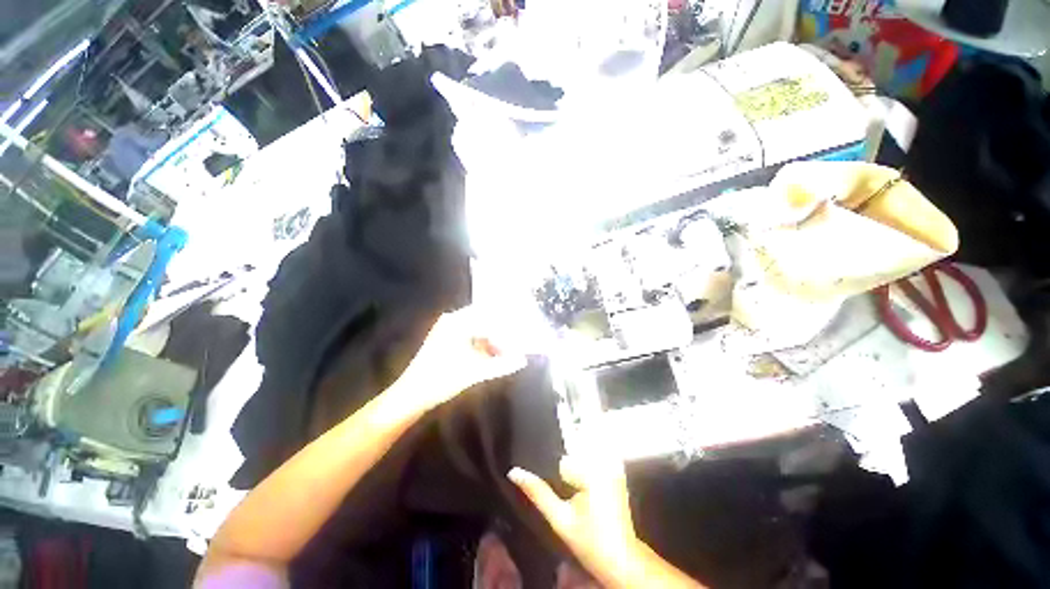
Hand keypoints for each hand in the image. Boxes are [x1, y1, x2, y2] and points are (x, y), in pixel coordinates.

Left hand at [395, 305, 526, 411]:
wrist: (411, 395)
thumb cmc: (442, 379)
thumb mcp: (475, 372)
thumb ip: (501, 365)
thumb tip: (522, 360)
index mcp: (458, 322)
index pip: (490, 318)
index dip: (507, 327)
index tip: (520, 337)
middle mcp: (453, 320)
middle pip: (485, 322)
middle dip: (501, 334)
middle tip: (517, 345)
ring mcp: (448, 329)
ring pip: (478, 330)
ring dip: (493, 341)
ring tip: (507, 352)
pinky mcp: (446, 340)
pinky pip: (470, 337)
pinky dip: (482, 346)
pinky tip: (493, 356)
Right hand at [509, 451, 641, 587]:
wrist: (621, 558)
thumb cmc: (590, 542)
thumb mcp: (559, 519)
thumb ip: (537, 492)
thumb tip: (514, 472)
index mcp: (591, 471)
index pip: (561, 458)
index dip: (554, 474)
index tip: (559, 493)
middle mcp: (604, 461)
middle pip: (572, 452)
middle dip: (565, 469)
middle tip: (571, 497)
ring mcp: (613, 464)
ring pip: (582, 453)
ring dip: (575, 468)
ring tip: (580, 496)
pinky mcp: (617, 469)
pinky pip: (594, 458)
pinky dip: (586, 469)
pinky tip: (588, 491)